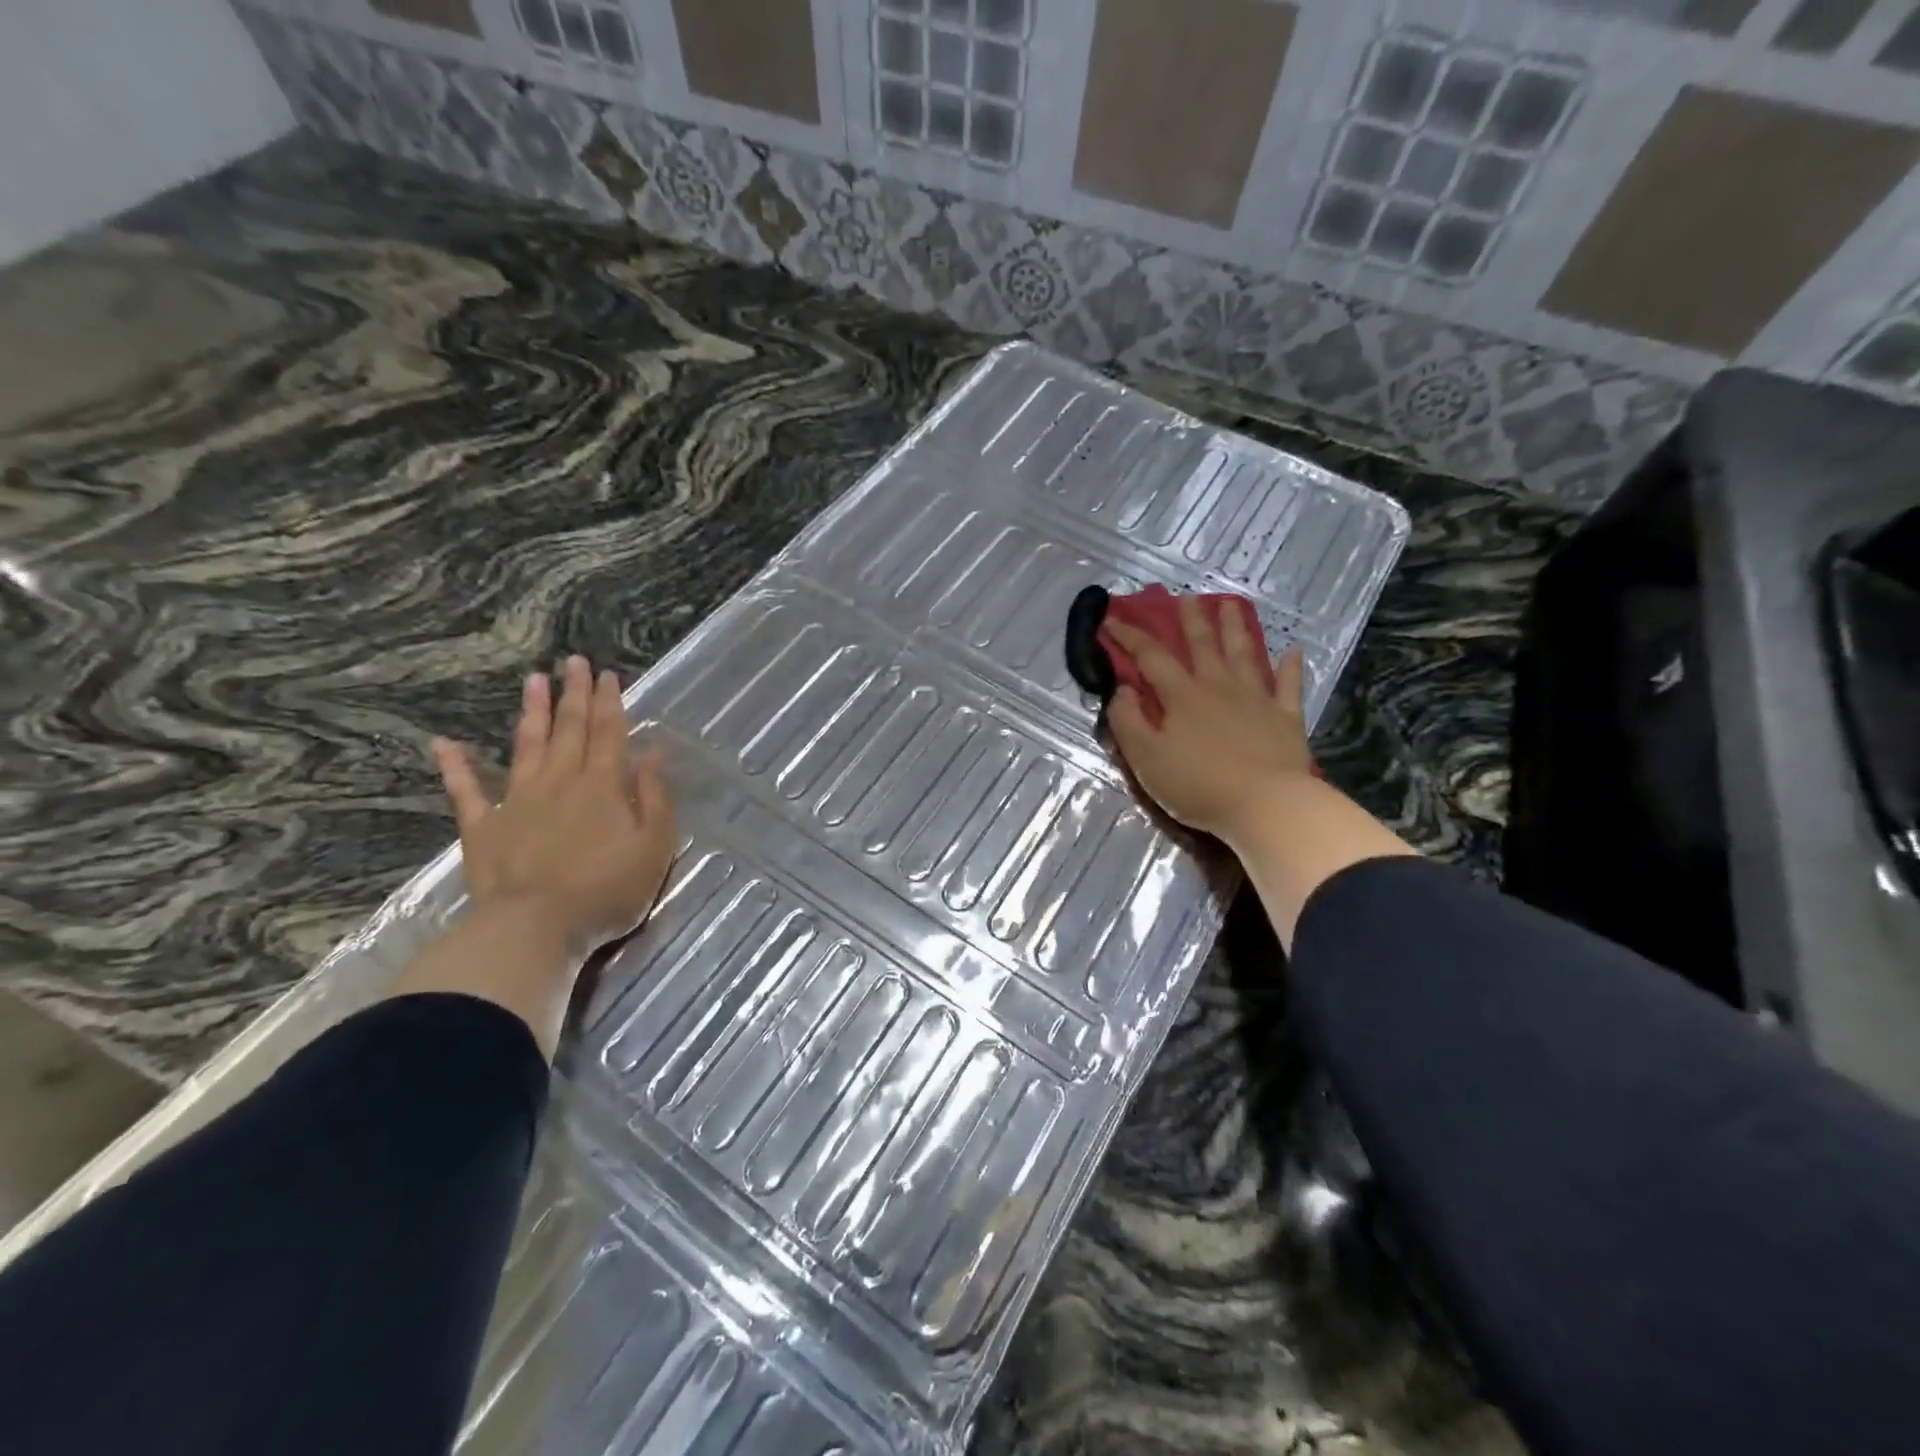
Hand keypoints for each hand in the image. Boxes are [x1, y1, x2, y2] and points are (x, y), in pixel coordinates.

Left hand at [431, 655, 675, 956]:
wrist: (537, 928)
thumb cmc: (607, 890)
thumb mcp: (655, 846)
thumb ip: (655, 797)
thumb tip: (652, 753)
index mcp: (602, 786)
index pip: (609, 733)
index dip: (610, 702)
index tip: (608, 674)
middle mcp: (560, 782)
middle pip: (569, 729)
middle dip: (573, 694)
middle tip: (572, 661)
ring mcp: (517, 801)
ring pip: (527, 746)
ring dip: (532, 712)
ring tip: (533, 680)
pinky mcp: (483, 827)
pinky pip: (466, 791)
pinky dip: (455, 766)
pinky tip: (444, 743)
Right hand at [1103, 597, 1310, 848]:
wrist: (1265, 805)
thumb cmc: (1198, 784)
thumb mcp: (1146, 758)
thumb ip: (1128, 721)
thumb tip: (1122, 690)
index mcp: (1182, 696)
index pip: (1151, 657)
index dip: (1130, 636)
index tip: (1113, 619)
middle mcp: (1219, 687)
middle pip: (1203, 645)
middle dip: (1191, 619)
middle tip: (1186, 597)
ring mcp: (1257, 699)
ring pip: (1243, 653)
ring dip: (1234, 627)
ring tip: (1229, 604)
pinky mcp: (1286, 718)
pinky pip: (1289, 686)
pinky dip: (1290, 667)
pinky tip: (1293, 651)